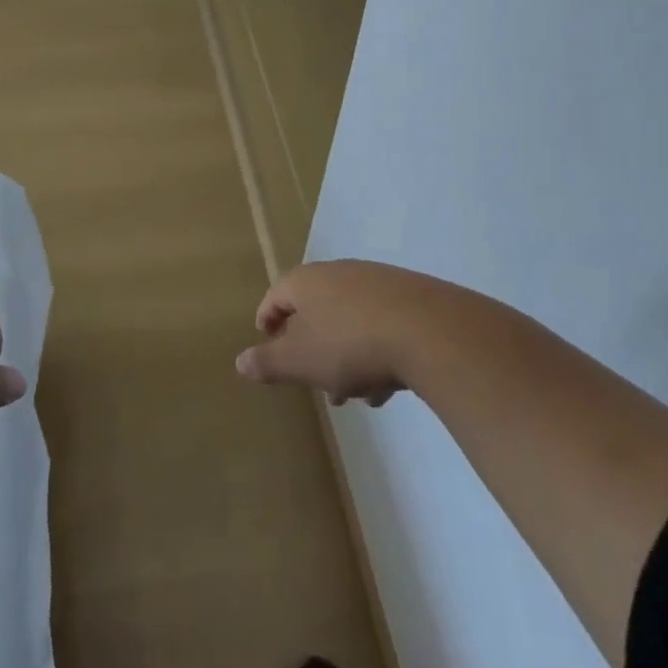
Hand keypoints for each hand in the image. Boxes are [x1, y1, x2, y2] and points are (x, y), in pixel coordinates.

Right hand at [236, 259, 462, 406]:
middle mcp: (338, 273)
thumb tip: (239, 362)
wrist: (427, 330)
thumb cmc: (349, 344)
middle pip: (314, 310)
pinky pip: (380, 324)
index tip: (267, 343)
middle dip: (312, 348)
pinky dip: (375, 351)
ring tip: (355, 394)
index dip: (267, 320)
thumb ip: (267, 362)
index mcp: (306, 282)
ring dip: (345, 356)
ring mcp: (376, 282)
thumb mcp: (300, 361)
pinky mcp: (408, 296)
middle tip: (312, 381)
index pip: (276, 295)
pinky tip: (386, 385)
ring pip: (348, 320)